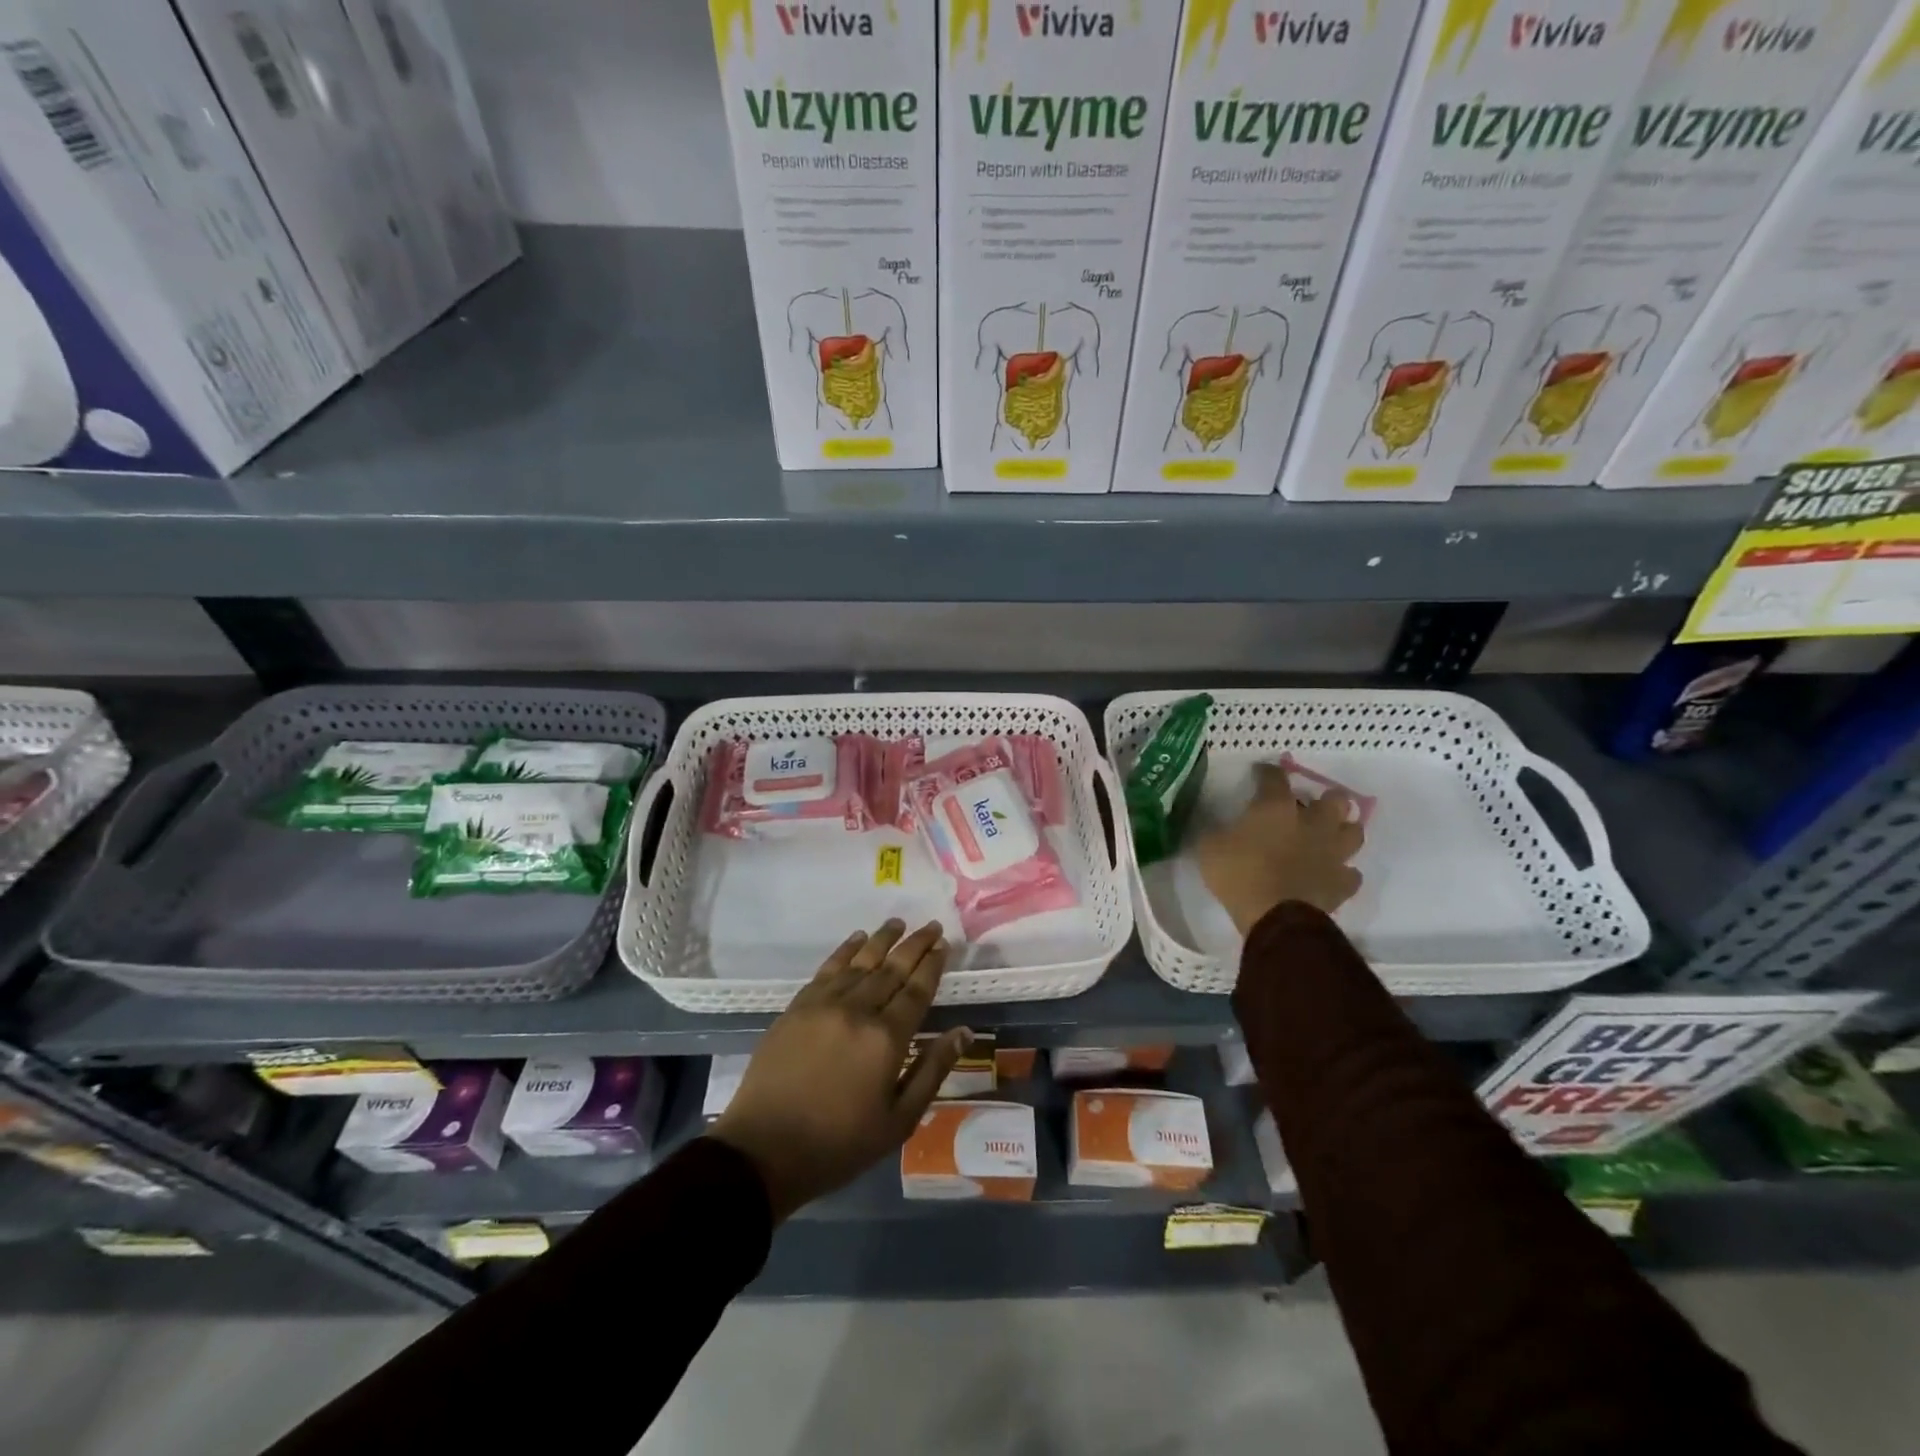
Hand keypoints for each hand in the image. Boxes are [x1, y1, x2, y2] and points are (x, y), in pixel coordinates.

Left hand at [709, 919, 970, 1221]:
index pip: (916, 990)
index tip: (943, 944)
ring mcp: (824, 1005)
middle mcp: (858, 1010)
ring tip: (897, 923)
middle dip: (914, 945)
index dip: (932, 965)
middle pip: (892, 968)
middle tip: (930, 926)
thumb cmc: (839, 1143)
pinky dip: (845, 950)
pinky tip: (856, 940)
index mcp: (886, 1039)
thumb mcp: (898, 1120)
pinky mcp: (797, 1007)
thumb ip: (932, 1071)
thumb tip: (963, 1032)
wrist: (764, 1149)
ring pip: (860, 962)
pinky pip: (827, 969)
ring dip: (882, 940)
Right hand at [1194, 763, 1364, 934]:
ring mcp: (1332, 853)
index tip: (1261, 773)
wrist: (1274, 917)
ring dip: (1343, 831)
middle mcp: (1312, 823)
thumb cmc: (1239, 875)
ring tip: (1328, 836)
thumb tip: (1217, 825)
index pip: (1275, 777)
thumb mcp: (1210, 847)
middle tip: (1310, 808)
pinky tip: (1331, 874)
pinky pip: (1351, 874)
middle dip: (1326, 800)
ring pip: (1354, 832)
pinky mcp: (1342, 883)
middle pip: (1335, 800)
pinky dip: (1343, 872)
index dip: (1267, 773)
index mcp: (1276, 808)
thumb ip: (1217, 831)